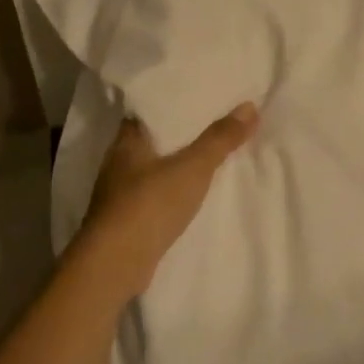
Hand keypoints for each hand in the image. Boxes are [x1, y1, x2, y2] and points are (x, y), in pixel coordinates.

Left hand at [74, 103, 259, 299]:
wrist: (114, 267)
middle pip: (153, 139)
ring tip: (207, 155)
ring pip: (153, 169)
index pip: (148, 110)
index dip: (172, 102)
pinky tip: (190, 193)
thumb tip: (250, 106)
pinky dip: (171, 191)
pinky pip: (154, 195)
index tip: (198, 95)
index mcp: (126, 141)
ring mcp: (118, 195)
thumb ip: (220, 139)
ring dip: (175, 164)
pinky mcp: (125, 222)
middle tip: (213, 122)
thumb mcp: (192, 167)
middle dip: (179, 134)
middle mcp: (118, 163)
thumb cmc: (148, 205)